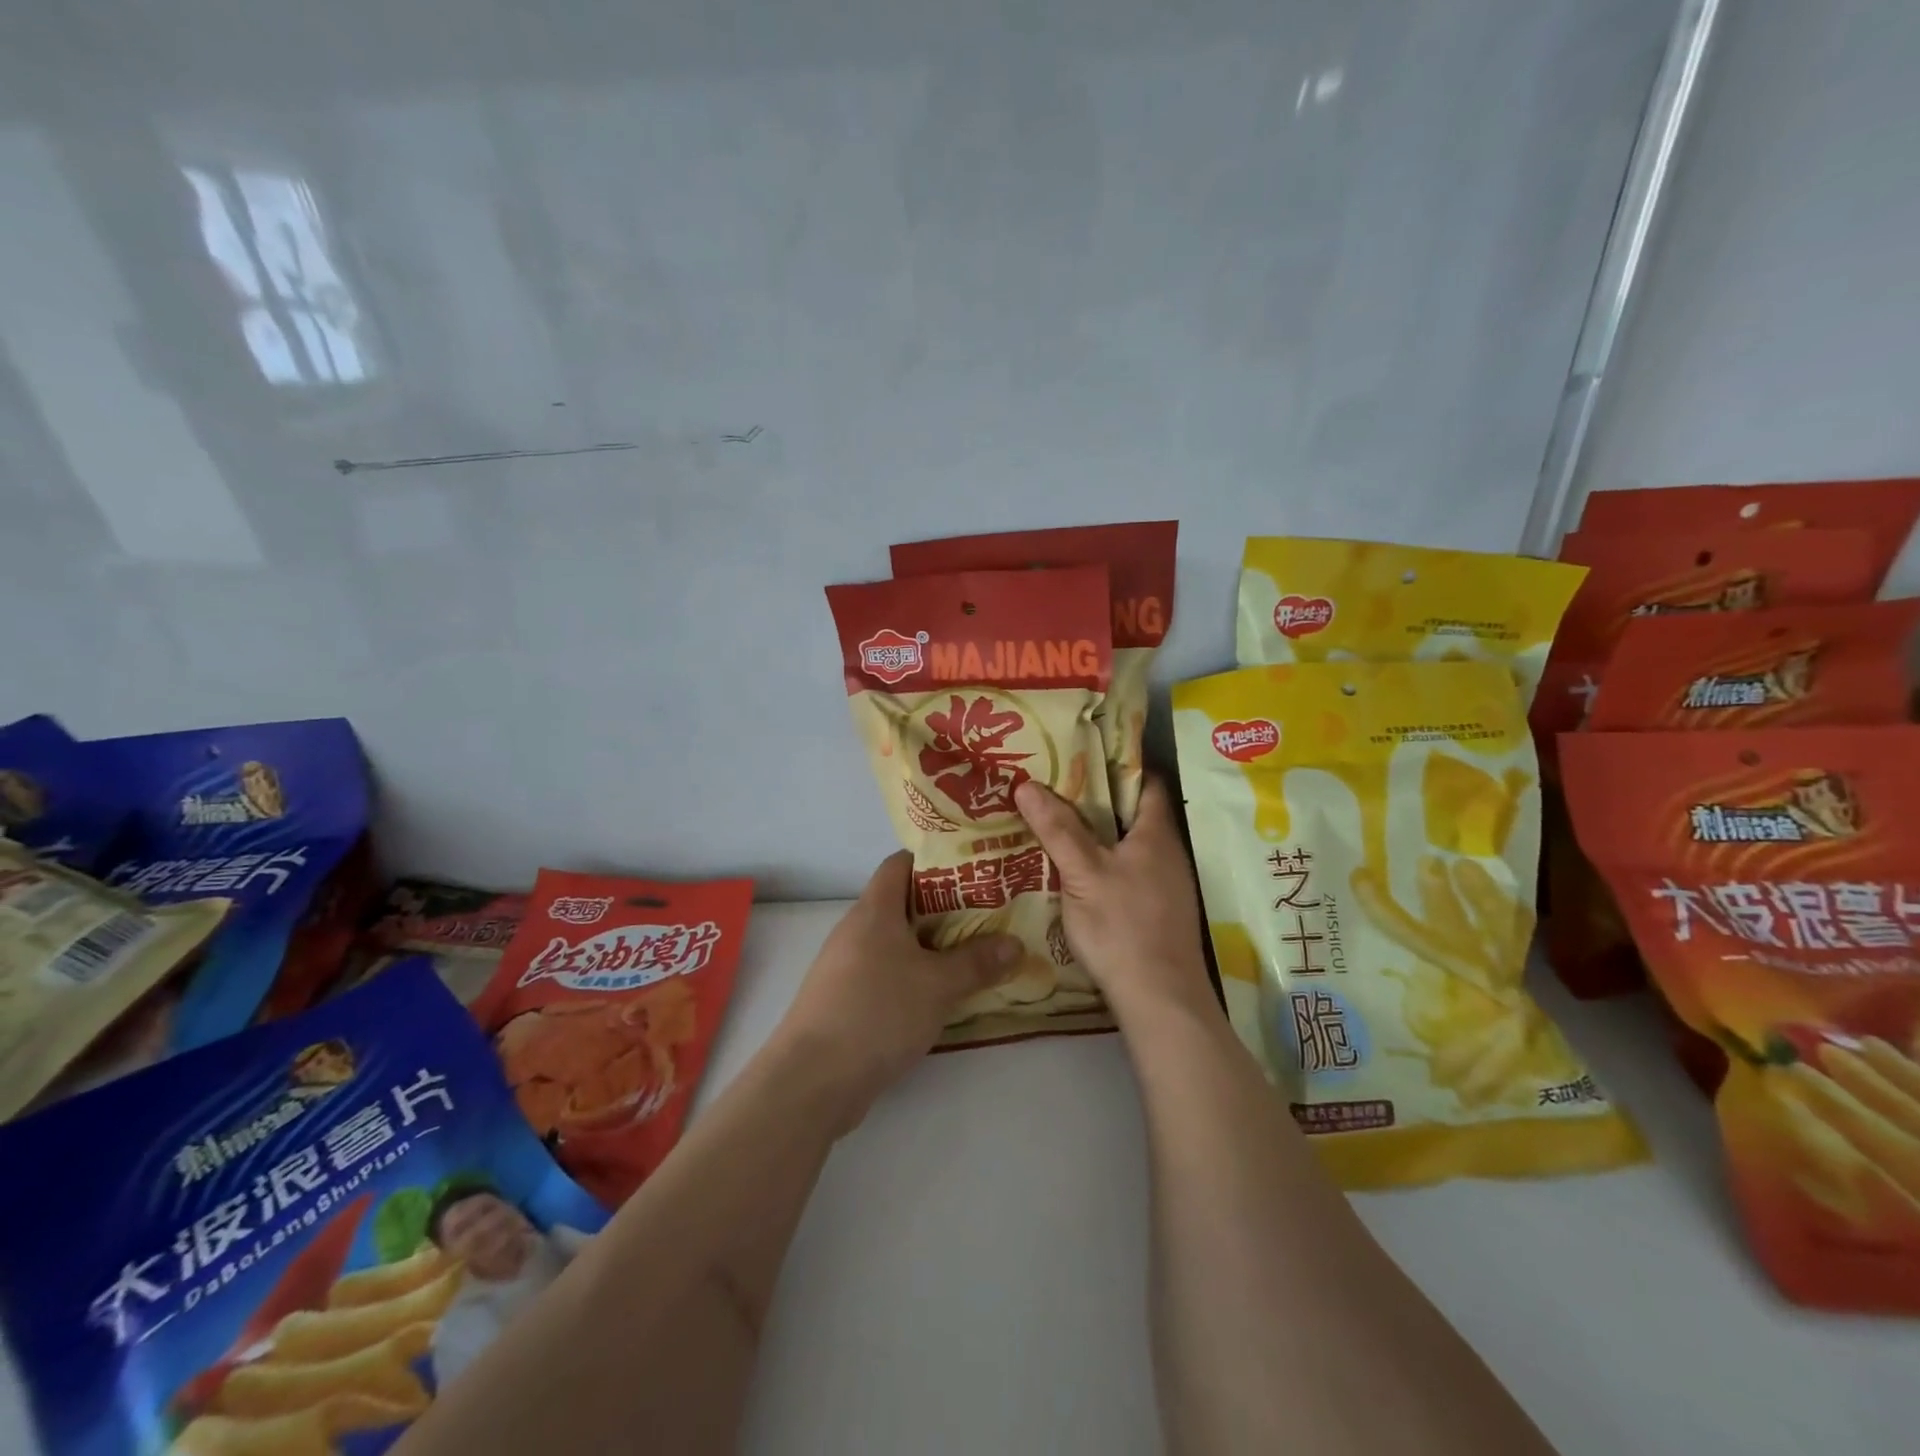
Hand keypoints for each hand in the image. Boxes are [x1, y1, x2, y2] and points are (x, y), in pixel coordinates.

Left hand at [774, 851, 1021, 1131]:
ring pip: (896, 942)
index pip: (901, 863)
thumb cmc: (878, 1012)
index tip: (972, 869)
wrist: (813, 1079)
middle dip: (945, 908)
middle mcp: (856, 929)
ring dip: (931, 946)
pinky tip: (941, 995)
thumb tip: (1015, 944)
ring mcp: (846, 966)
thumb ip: (978, 962)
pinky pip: (886, 973)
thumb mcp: (938, 986)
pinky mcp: (845, 999)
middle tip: (988, 914)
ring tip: (974, 953)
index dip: (935, 860)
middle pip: (902, 903)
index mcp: (874, 909)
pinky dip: (914, 976)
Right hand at [1014, 778, 1212, 1026]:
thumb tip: (1027, 784)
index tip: (1079, 757)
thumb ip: (1057, 829)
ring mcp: (1167, 885)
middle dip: (1098, 801)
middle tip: (1055, 790)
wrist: (1160, 999)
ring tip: (1058, 826)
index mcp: (1156, 834)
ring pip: (1131, 846)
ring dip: (1101, 836)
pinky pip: (1131, 873)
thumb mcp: (1083, 874)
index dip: (1116, 765)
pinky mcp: (1159, 912)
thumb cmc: (1122, 926)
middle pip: (1134, 814)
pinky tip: (1078, 874)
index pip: (1145, 782)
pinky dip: (1106, 865)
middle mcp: (1168, 853)